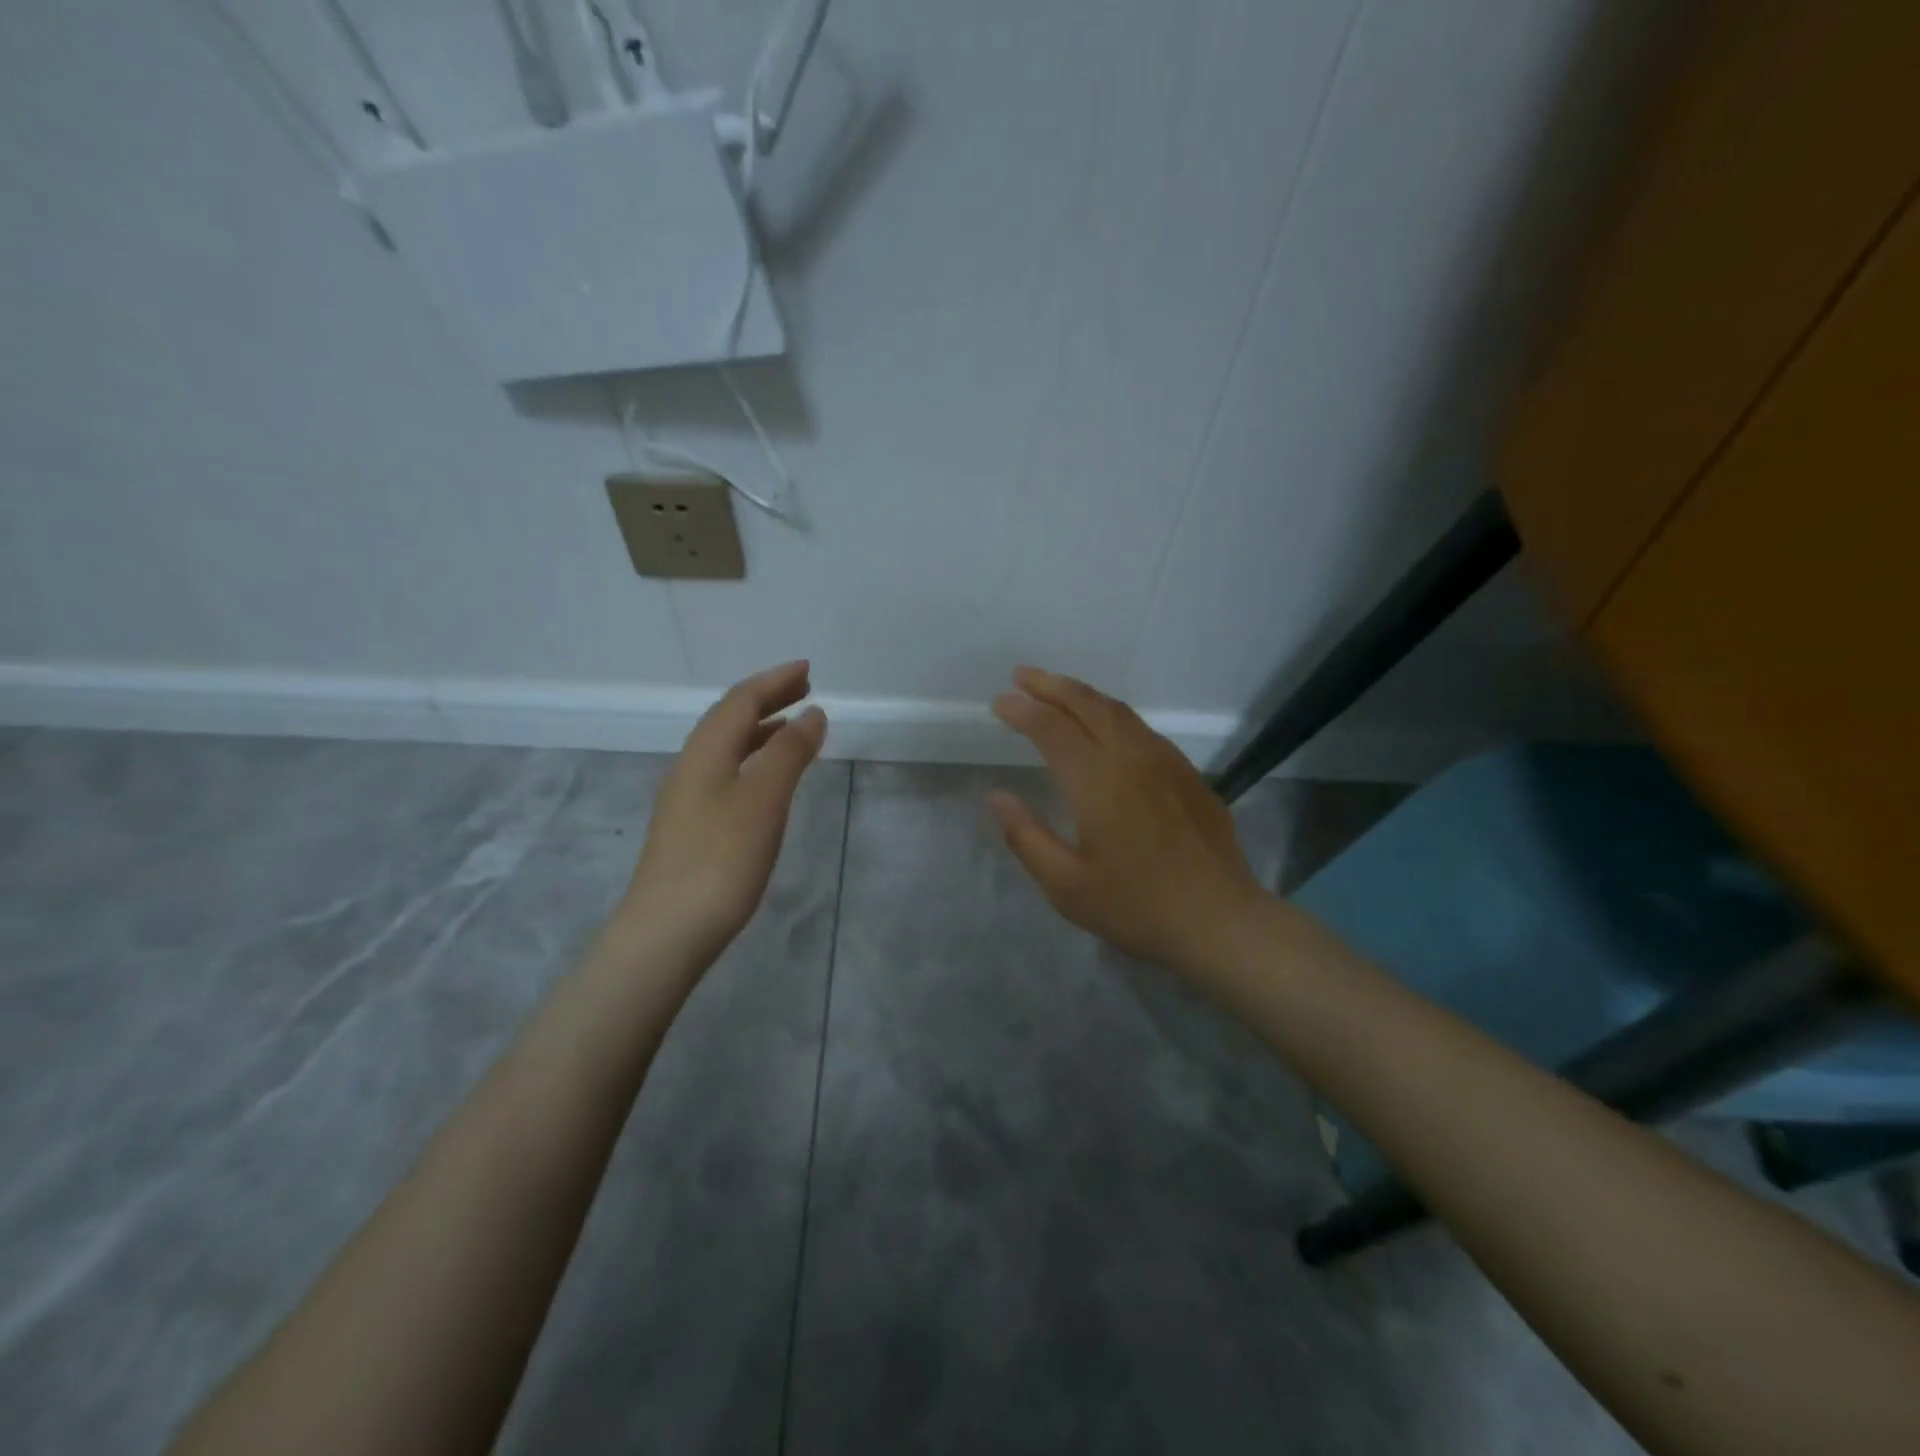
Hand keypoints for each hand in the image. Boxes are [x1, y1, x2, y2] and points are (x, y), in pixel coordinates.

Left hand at [622, 661, 827, 966]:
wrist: (666, 932)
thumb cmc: (721, 859)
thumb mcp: (763, 799)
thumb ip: (789, 753)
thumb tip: (812, 713)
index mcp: (705, 752)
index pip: (740, 700)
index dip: (774, 681)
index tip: (808, 669)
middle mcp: (690, 767)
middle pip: (729, 719)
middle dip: (767, 699)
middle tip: (804, 689)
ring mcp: (686, 799)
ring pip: (725, 748)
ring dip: (760, 730)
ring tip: (793, 729)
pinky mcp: (690, 827)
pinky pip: (724, 773)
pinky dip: (752, 760)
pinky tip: (766, 782)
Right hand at [987, 666, 1267, 975]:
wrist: (1220, 920)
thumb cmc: (1136, 906)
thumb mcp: (1067, 885)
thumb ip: (1027, 837)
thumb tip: (996, 797)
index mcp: (1097, 781)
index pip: (1051, 728)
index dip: (1022, 710)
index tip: (999, 702)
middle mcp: (1131, 757)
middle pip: (1087, 704)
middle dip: (1051, 685)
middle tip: (1022, 675)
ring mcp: (1165, 761)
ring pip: (1118, 711)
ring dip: (1083, 694)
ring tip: (1057, 691)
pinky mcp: (1187, 774)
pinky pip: (1142, 728)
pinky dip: (1112, 714)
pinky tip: (1106, 727)